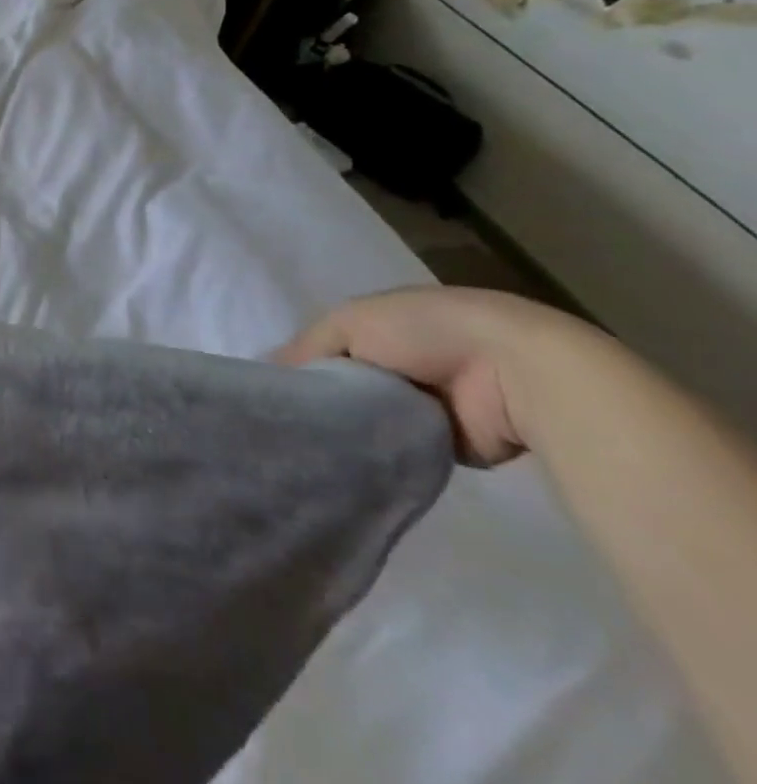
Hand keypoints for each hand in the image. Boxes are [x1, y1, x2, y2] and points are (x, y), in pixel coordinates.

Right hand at [277, 285, 599, 465]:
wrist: (516, 373)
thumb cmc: (425, 331)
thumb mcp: (348, 323)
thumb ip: (306, 347)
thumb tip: (266, 373)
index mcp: (377, 326)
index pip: (325, 347)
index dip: (300, 364)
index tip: (273, 389)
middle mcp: (398, 361)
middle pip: (343, 383)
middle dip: (320, 399)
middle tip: (286, 422)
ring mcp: (423, 404)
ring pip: (366, 418)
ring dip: (348, 428)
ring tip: (309, 445)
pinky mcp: (444, 444)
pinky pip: (395, 448)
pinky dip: (376, 452)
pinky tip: (346, 460)